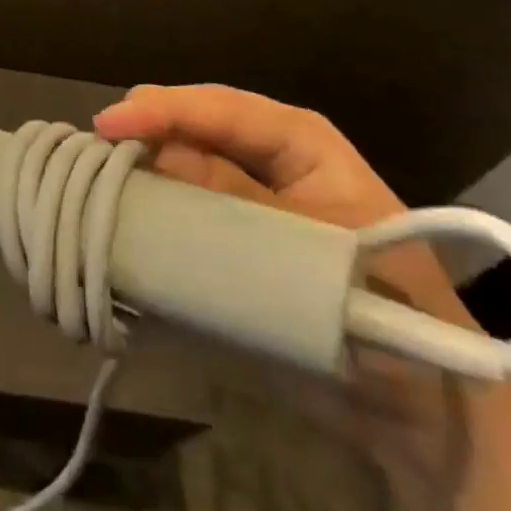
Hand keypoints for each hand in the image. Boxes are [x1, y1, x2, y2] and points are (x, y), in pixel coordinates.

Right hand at [92, 84, 483, 482]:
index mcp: (300, 142)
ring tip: (94, 174)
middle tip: (94, 148)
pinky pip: (183, 204)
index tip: (108, 124)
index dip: (163, 109)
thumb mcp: (311, 249)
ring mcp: (247, 194)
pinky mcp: (233, 232)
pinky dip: (150, 204)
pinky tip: (118, 210)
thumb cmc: (382, 308)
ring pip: (182, 160)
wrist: (417, 402)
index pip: (222, 108)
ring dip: (141, 165)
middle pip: (194, 124)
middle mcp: (267, 156)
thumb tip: (158, 156)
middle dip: (145, 129)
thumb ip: (236, 201)